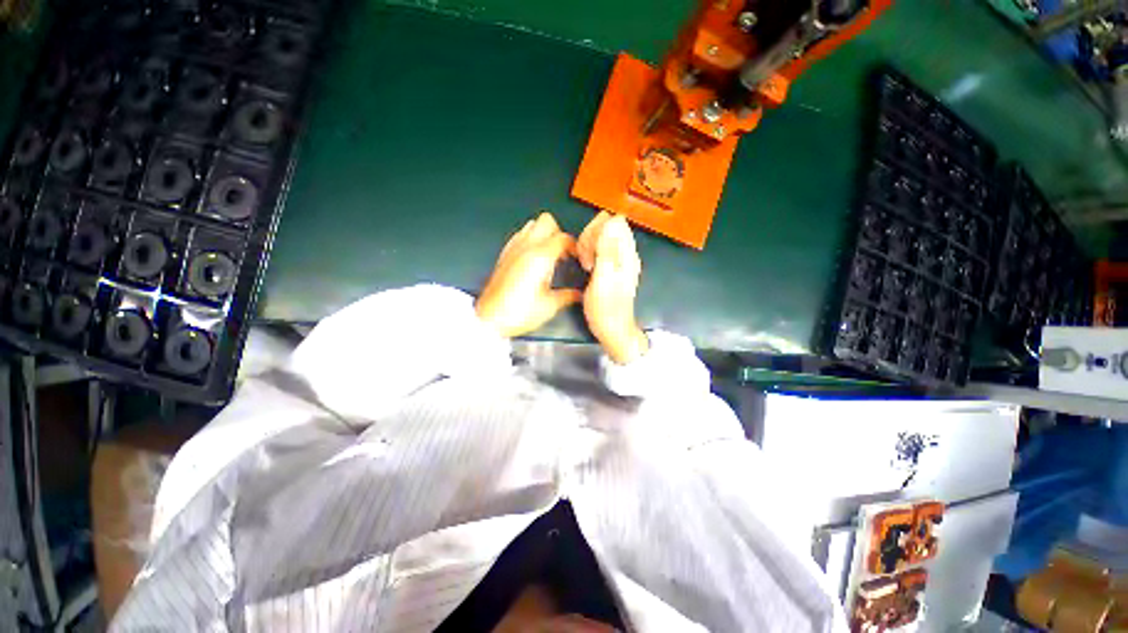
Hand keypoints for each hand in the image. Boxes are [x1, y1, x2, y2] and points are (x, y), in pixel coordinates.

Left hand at [476, 212, 581, 337]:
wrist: (490, 319)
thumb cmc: (517, 313)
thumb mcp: (550, 306)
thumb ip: (568, 296)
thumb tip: (577, 294)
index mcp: (540, 257)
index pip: (563, 237)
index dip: (575, 245)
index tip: (578, 257)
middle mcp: (526, 247)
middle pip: (547, 221)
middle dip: (559, 232)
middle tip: (564, 251)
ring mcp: (513, 249)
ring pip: (531, 224)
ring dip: (544, 233)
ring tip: (550, 253)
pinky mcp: (504, 255)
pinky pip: (519, 235)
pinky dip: (530, 239)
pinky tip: (533, 257)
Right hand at [577, 212, 648, 364]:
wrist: (614, 330)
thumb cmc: (606, 309)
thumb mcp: (604, 280)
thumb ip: (607, 251)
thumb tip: (611, 220)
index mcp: (625, 254)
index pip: (614, 221)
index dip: (596, 230)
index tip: (588, 251)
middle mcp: (626, 252)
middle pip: (607, 225)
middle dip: (591, 237)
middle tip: (586, 260)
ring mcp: (621, 259)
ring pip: (602, 236)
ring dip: (589, 245)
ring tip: (586, 265)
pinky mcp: (613, 266)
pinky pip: (601, 248)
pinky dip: (591, 252)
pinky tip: (588, 266)